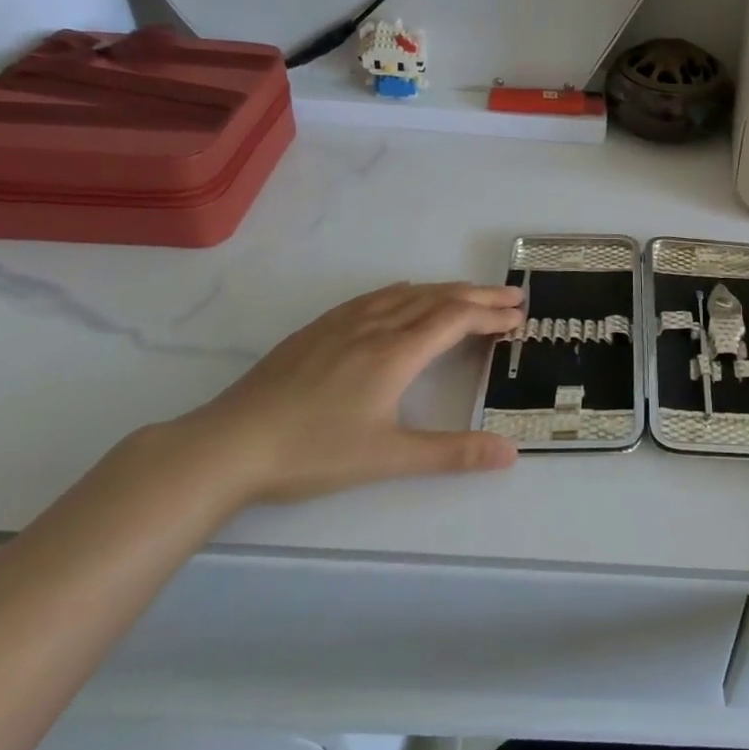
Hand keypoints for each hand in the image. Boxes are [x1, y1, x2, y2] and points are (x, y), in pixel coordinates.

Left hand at [164, 281, 525, 506]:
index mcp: (396, 353)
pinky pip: (374, 297)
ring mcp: (343, 324)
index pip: (455, 320)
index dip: (491, 316)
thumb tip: (510, 452)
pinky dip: (406, 292)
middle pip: (437, 299)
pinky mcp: (318, 330)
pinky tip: (404, 295)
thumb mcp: (389, 458)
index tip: (519, 317)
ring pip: (406, 295)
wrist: (228, 444)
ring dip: (445, 290)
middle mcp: (375, 327)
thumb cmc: (313, 452)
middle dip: (479, 297)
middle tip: (512, 298)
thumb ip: (453, 453)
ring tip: (470, 294)